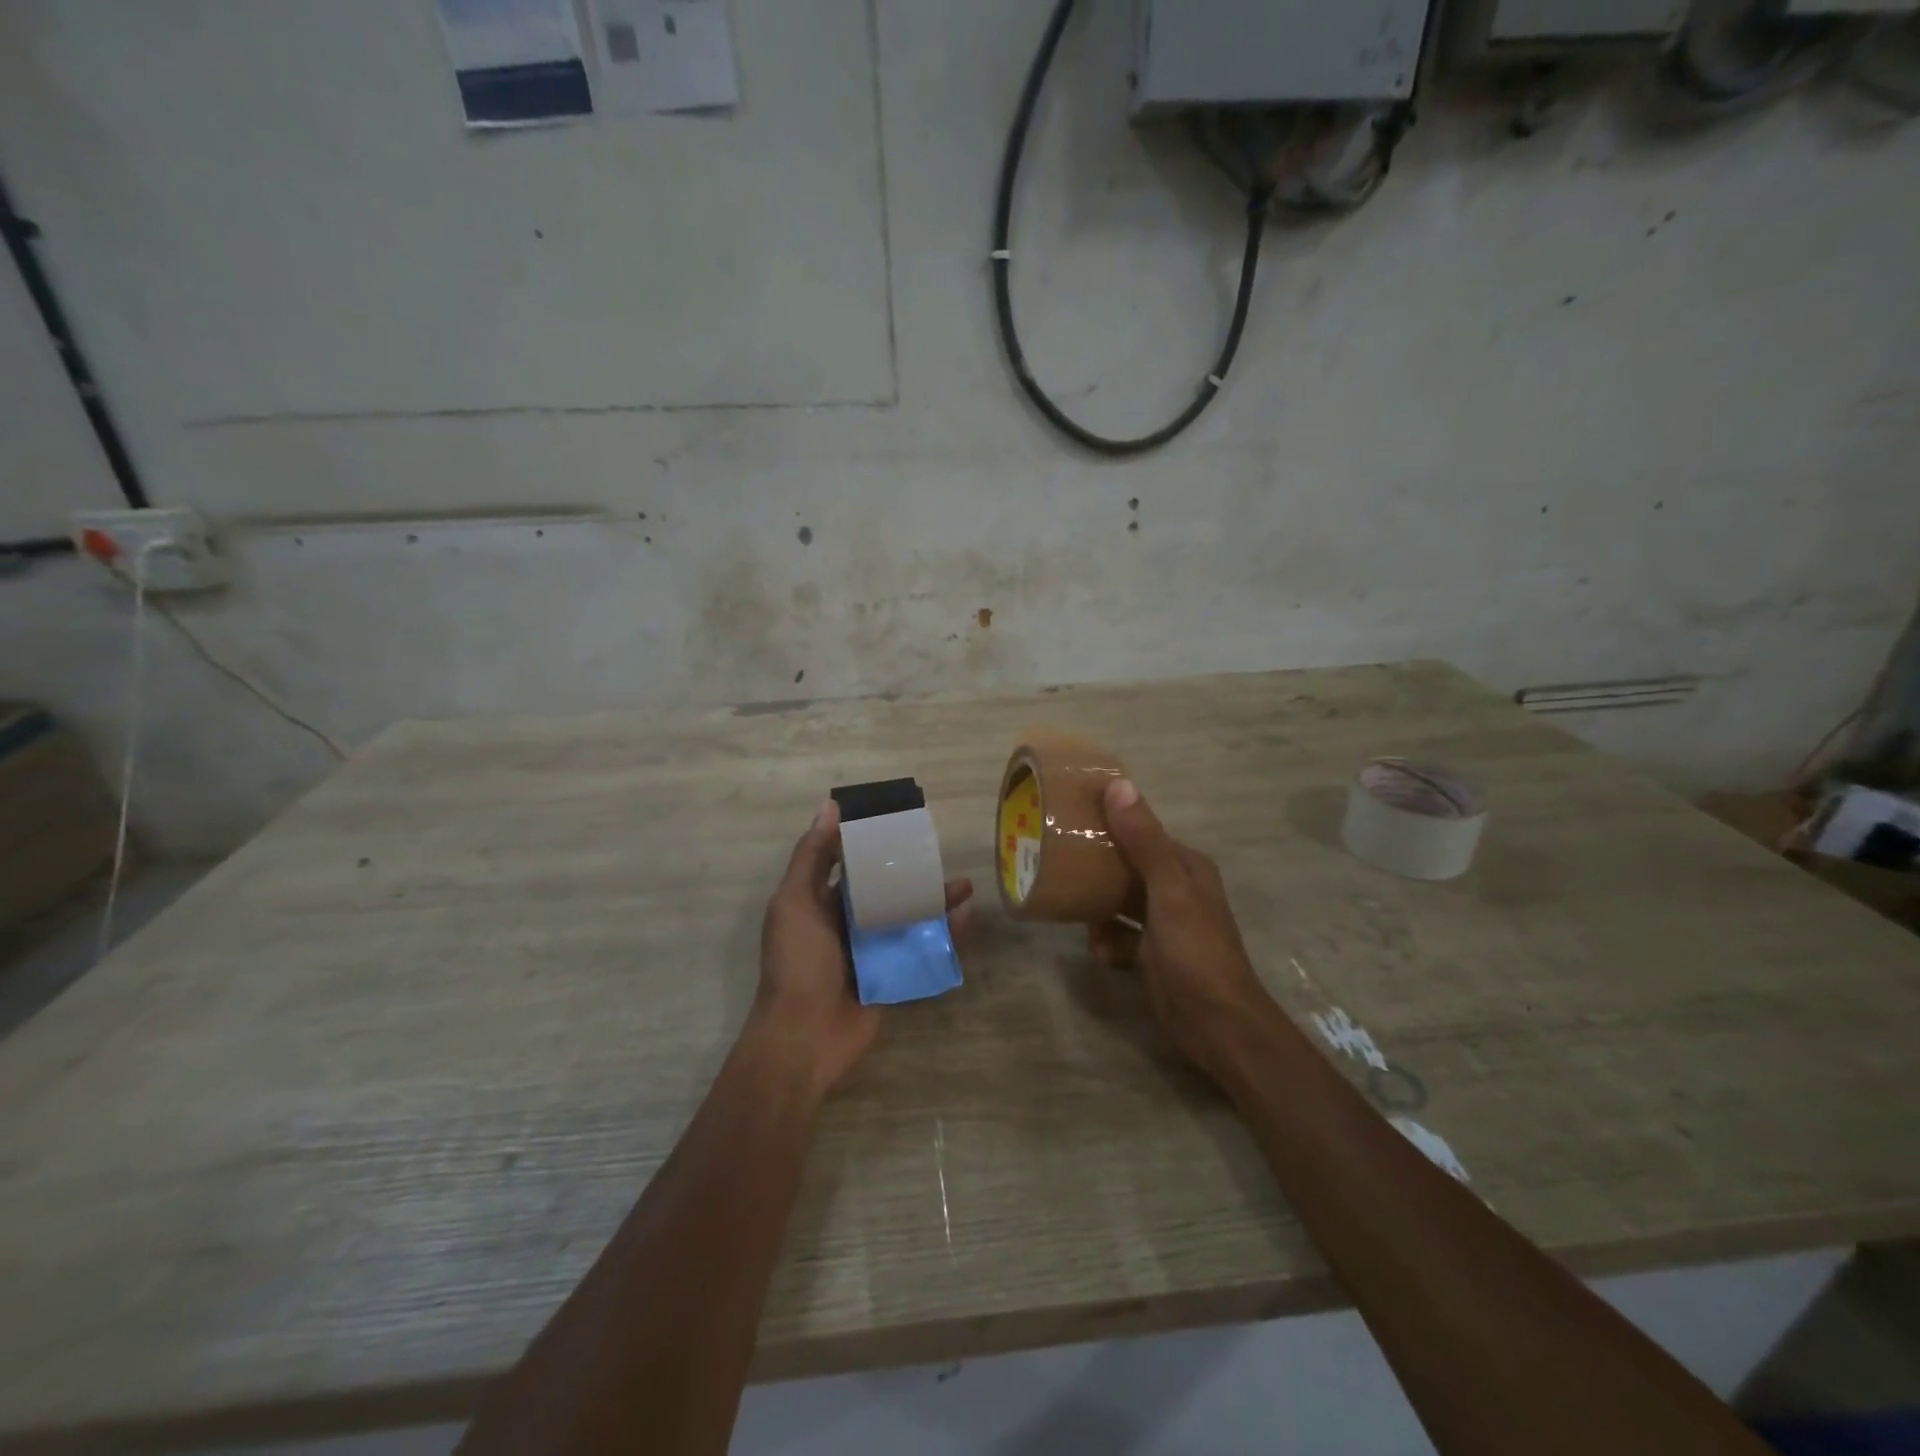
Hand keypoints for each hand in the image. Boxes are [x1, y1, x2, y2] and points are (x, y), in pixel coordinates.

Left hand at [753, 800, 974, 1094]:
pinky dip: (944, 935)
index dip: (871, 843)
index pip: (849, 864)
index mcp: (819, 902)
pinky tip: (965, 918)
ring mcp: (872, 951)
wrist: (804, 1037)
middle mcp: (846, 923)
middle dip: (910, 872)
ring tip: (963, 886)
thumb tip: (829, 806)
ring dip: (934, 901)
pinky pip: (922, 949)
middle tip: (939, 855)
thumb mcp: (795, 902)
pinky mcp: (893, 975)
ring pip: (907, 917)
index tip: (900, 822)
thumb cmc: (797, 962)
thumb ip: (812, 856)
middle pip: (884, 889)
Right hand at [1089, 778, 1273, 1080]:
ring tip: (1071, 906)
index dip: (1111, 821)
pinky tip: (1100, 952)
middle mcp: (1175, 889)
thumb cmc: (1195, 950)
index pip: (1143, 831)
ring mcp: (1163, 924)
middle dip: (1096, 865)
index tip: (1072, 816)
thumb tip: (1118, 786)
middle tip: (1057, 859)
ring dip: (1096, 907)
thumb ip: (1144, 841)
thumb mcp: (1169, 890)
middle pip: (1127, 865)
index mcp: (1186, 867)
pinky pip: (1117, 936)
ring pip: (1118, 901)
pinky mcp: (1150, 955)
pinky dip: (1105, 942)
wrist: (1215, 1025)